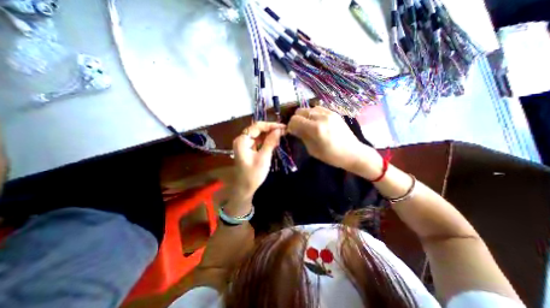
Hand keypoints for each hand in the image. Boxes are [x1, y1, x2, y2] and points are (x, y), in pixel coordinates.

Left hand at [230, 121, 284, 197]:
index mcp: (242, 140)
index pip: (257, 126)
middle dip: (271, 129)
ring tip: (282, 134)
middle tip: (284, 130)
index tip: (282, 127)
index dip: (270, 125)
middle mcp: (242, 140)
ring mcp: (245, 144)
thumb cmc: (253, 175)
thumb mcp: (263, 158)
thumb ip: (270, 142)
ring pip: (259, 134)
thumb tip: (279, 130)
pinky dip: (267, 140)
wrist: (245, 188)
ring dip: (270, 134)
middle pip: (257, 129)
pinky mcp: (249, 149)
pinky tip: (275, 140)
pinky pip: (258, 141)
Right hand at [289, 106, 363, 169]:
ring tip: (308, 125)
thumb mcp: (312, 150)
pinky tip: (316, 122)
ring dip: (305, 116)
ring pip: (309, 108)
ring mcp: (329, 113)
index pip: (295, 120)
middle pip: (300, 111)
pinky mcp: (334, 112)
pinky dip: (313, 114)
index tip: (292, 132)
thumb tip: (294, 129)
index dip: (290, 126)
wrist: (353, 152)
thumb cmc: (331, 156)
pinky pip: (318, 108)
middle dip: (296, 119)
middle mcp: (321, 117)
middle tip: (298, 128)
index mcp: (316, 128)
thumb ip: (302, 136)